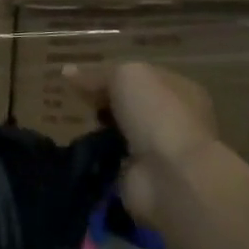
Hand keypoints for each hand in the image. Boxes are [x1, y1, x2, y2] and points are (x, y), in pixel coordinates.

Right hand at [65, 61, 218, 224]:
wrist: (172, 176)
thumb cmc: (157, 114)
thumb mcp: (125, 76)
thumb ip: (99, 74)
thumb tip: (68, 72)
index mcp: (180, 90)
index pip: (141, 78)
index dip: (111, 76)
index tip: (80, 79)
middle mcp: (174, 119)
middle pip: (129, 106)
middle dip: (103, 104)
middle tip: (76, 101)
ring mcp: (158, 151)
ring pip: (120, 133)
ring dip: (97, 131)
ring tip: (69, 124)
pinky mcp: (141, 177)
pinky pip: (111, 160)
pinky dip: (94, 157)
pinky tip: (76, 149)